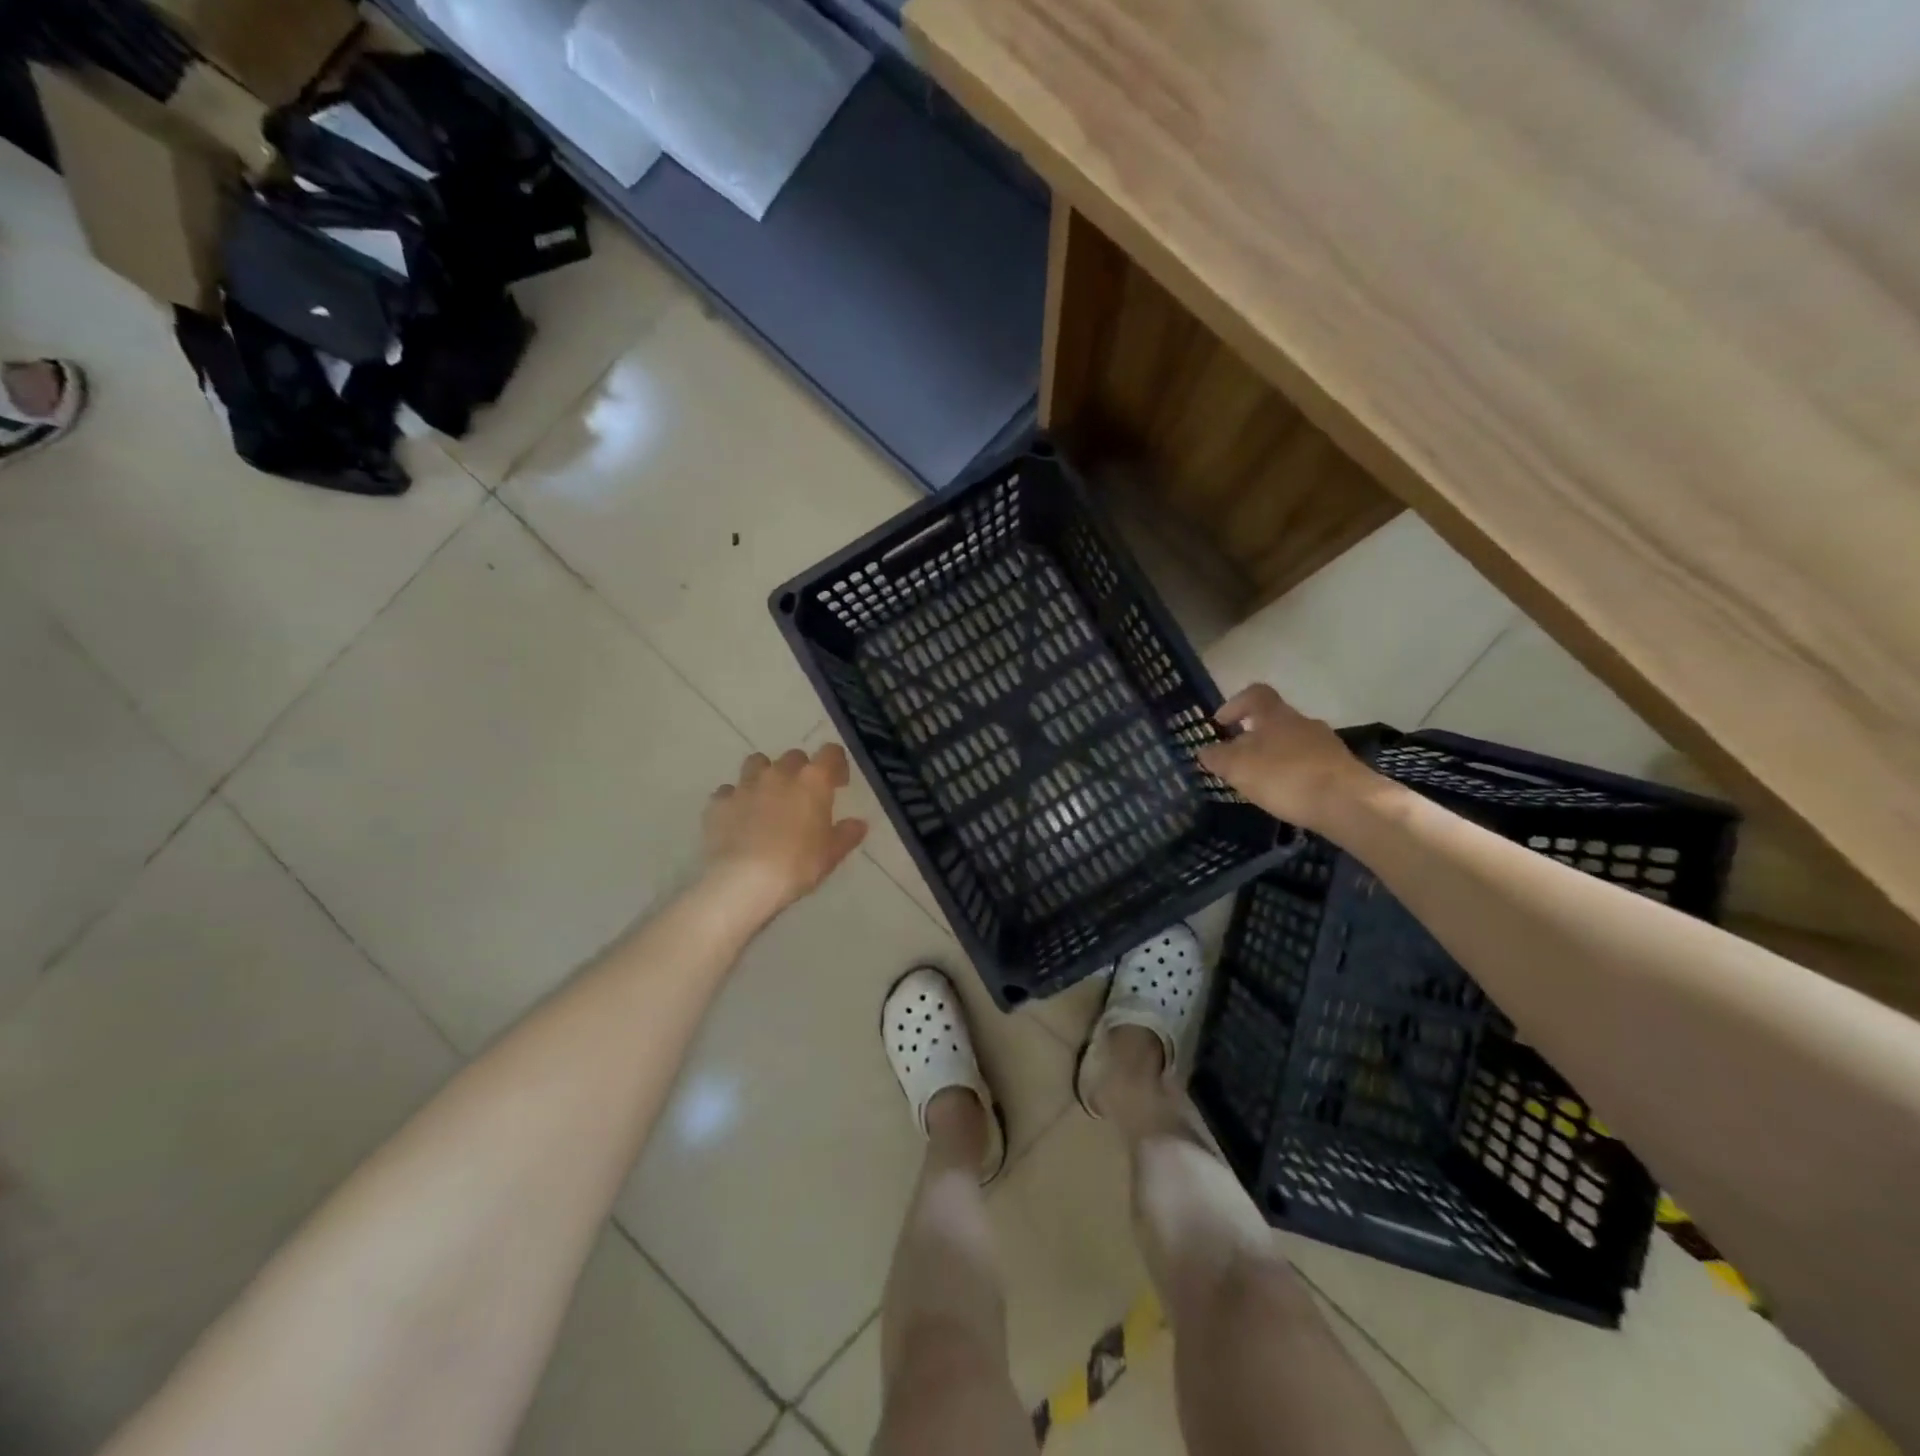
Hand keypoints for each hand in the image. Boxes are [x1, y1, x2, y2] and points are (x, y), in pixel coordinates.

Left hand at [703, 744, 868, 913]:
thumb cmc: (797, 865)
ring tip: (767, 799)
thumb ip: (847, 834)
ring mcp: (745, 785)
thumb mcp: (831, 854)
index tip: (838, 784)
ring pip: (757, 764)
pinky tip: (739, 820)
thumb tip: (858, 824)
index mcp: (813, 781)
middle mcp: (779, 774)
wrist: (743, 881)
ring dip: (765, 775)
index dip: (836, 765)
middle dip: (800, 771)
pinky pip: (729, 791)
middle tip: (802, 797)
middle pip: (794, 757)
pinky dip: (736, 800)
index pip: (830, 753)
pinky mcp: (719, 803)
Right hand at [1197, 684, 1382, 829]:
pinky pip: (1309, 764)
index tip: (1220, 724)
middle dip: (1253, 738)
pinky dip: (1294, 775)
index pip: (1255, 694)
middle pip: (1274, 721)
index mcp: (1276, 715)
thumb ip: (1217, 757)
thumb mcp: (1238, 767)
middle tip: (1237, 761)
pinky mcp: (1341, 768)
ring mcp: (1326, 744)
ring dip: (1275, 758)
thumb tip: (1205, 750)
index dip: (1235, 704)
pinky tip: (1288, 796)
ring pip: (1292, 743)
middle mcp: (1303, 722)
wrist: (1348, 803)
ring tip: (1261, 783)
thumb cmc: (1285, 777)